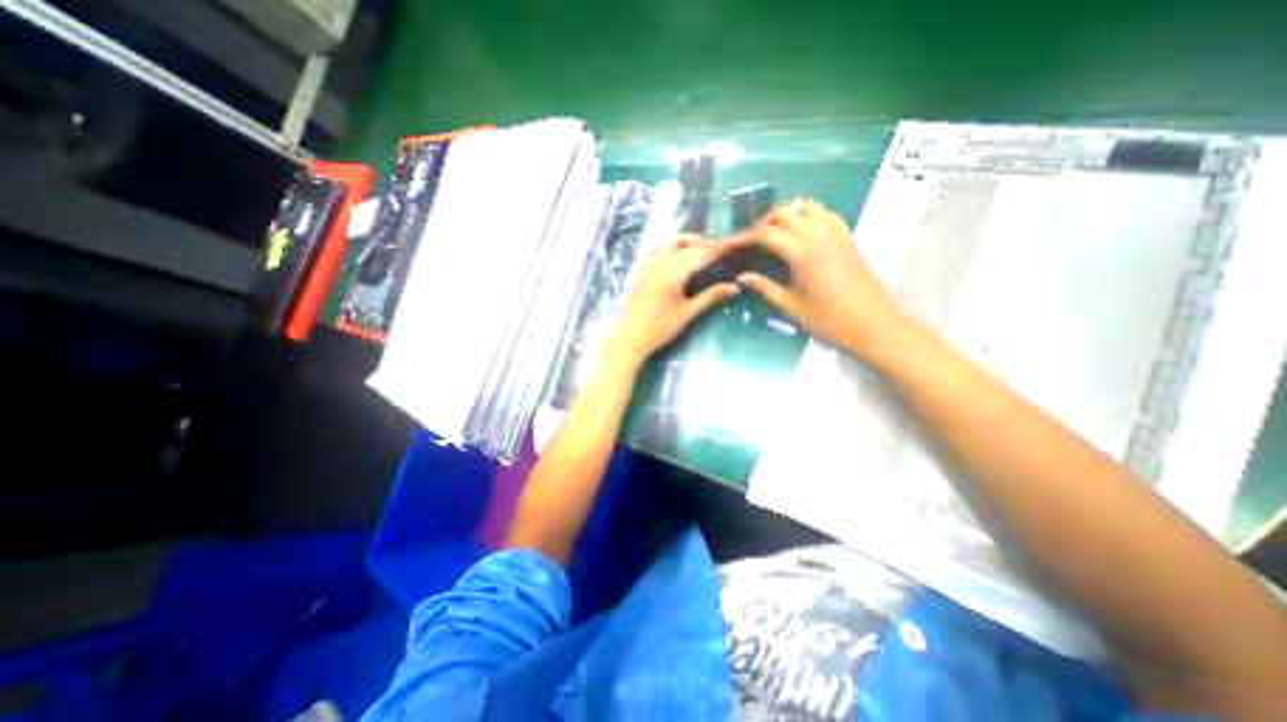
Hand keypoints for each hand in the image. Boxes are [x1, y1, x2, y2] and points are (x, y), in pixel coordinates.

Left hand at [609, 236, 738, 363]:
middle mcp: (660, 261)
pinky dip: (671, 246)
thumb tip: (735, 287)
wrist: (630, 337)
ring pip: (671, 242)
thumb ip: (711, 296)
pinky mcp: (641, 267)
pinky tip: (678, 255)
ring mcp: (648, 263)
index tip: (731, 251)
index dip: (717, 251)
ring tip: (702, 251)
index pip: (701, 254)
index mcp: (674, 272)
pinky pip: (657, 248)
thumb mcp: (688, 312)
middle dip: (705, 245)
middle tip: (720, 253)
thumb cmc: (660, 328)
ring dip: (688, 242)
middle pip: (687, 244)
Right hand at [719, 198, 907, 358]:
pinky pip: (824, 213)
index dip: (742, 238)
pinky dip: (806, 216)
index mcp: (802, 251)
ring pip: (805, 206)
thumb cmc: (829, 320)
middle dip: (761, 223)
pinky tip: (800, 235)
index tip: (726, 246)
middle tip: (749, 243)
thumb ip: (764, 287)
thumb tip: (742, 277)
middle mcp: (819, 233)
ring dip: (785, 216)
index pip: (765, 234)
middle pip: (784, 212)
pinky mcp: (847, 236)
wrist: (874, 324)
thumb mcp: (790, 307)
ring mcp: (836, 231)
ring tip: (773, 236)